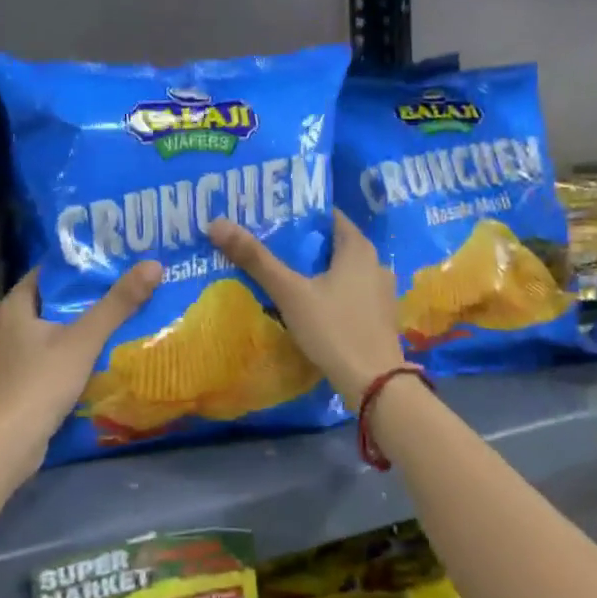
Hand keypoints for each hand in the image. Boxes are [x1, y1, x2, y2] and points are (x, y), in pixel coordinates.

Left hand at [0, 262, 161, 480]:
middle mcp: (5, 326)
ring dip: (77, 329)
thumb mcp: (85, 339)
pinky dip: (68, 355)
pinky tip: (93, 361)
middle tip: (122, 292)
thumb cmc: (41, 382)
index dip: (79, 266)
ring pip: (48, 332)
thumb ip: (118, 303)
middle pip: (51, 303)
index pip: (48, 273)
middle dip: (84, 298)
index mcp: (14, 306)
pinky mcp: (14, 384)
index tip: (112, 263)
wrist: (6, 443)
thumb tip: (153, 264)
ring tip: (115, 323)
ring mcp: (7, 357)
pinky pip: (45, 358)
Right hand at [208, 211, 404, 403]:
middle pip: (333, 244)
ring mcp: (380, 292)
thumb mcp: (289, 293)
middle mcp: (375, 263)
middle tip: (267, 245)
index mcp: (359, 248)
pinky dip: (329, 292)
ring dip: (315, 271)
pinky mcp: (379, 317)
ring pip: (341, 271)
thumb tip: (216, 224)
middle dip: (302, 244)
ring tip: (282, 274)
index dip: (299, 214)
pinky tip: (307, 305)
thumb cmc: (334, 329)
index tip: (270, 216)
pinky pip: (349, 293)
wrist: (375, 383)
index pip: (329, 216)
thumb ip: (256, 259)